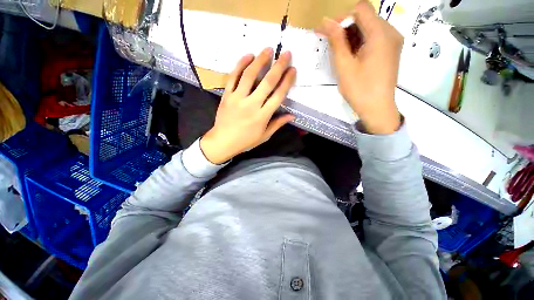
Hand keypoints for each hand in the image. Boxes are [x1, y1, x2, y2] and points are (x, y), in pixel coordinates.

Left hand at [200, 48, 295, 163]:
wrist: (223, 141)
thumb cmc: (246, 141)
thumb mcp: (264, 136)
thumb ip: (277, 124)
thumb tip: (292, 116)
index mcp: (262, 116)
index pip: (278, 96)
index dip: (287, 82)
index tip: (293, 70)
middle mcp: (251, 105)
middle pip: (267, 83)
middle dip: (278, 67)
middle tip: (286, 53)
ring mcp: (237, 98)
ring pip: (249, 76)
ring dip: (260, 61)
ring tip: (268, 49)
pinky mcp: (227, 95)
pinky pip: (233, 77)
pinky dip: (240, 65)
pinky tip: (248, 55)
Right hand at [317, 0, 402, 134]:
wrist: (377, 108)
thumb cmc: (359, 89)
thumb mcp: (343, 65)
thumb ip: (336, 40)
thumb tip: (326, 21)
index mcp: (380, 33)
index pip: (360, 9)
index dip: (342, 18)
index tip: (330, 34)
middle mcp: (391, 32)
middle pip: (366, 17)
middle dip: (346, 28)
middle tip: (331, 45)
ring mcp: (393, 41)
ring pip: (369, 28)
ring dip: (352, 36)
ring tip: (341, 54)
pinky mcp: (392, 50)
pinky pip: (375, 38)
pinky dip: (361, 43)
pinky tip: (353, 57)